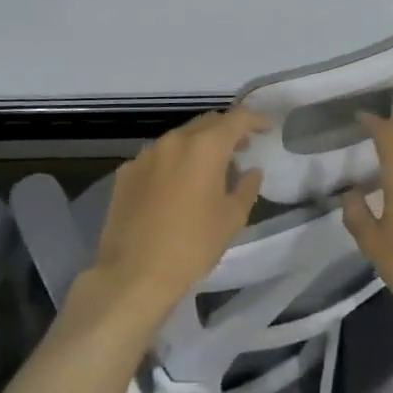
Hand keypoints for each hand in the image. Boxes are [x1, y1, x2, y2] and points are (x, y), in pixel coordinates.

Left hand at [89, 107, 267, 315]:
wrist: (133, 274)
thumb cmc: (192, 245)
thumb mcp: (232, 219)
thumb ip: (247, 187)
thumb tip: (251, 171)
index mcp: (205, 147)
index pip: (237, 118)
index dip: (255, 120)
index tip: (266, 128)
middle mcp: (174, 141)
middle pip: (206, 123)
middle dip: (226, 131)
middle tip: (240, 148)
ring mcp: (146, 154)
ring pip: (179, 138)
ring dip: (197, 146)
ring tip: (208, 168)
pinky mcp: (126, 172)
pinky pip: (157, 157)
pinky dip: (172, 163)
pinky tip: (175, 186)